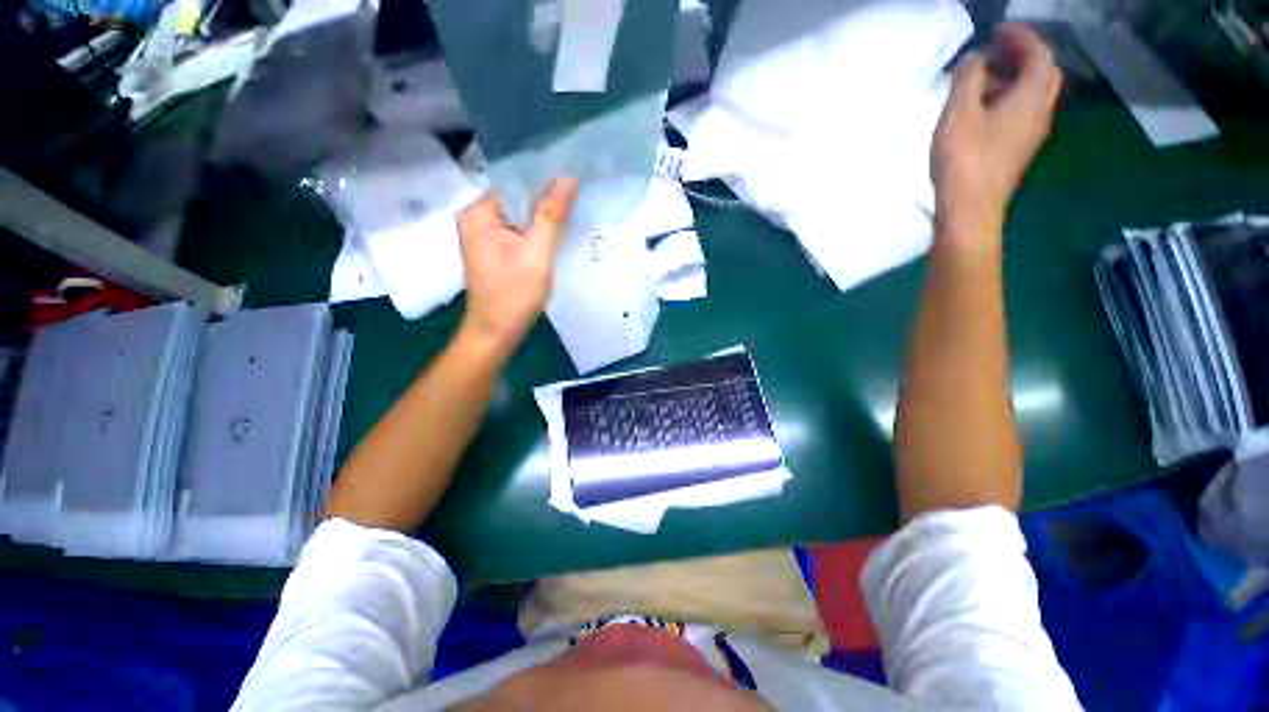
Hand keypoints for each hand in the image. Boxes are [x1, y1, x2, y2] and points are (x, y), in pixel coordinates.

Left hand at [457, 177, 579, 358]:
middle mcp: (476, 217)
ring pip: (520, 215)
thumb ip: (551, 215)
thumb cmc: (514, 295)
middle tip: (580, 193)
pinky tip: (557, 231)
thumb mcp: (537, 253)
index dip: (545, 179)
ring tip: (574, 208)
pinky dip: (537, 230)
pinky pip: (519, 230)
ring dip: (544, 215)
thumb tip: (568, 176)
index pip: (515, 182)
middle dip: (546, 198)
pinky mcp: (494, 249)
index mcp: (479, 212)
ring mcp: (484, 235)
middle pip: (517, 197)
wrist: (497, 333)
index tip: (575, 176)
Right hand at [932, 24, 1061, 252]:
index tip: (998, 30)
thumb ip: (969, 78)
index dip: (1021, 36)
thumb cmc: (964, 160)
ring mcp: (1032, 133)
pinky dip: (1011, 98)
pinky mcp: (1019, 149)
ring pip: (1035, 93)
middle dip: (1026, 54)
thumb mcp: (959, 113)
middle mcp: (1041, 110)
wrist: (971, 210)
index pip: (1039, 53)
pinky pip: (1024, 111)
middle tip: (999, 49)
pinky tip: (987, 107)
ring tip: (988, 77)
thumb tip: (976, 59)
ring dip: (1018, 77)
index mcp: (1032, 95)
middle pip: (1044, 72)